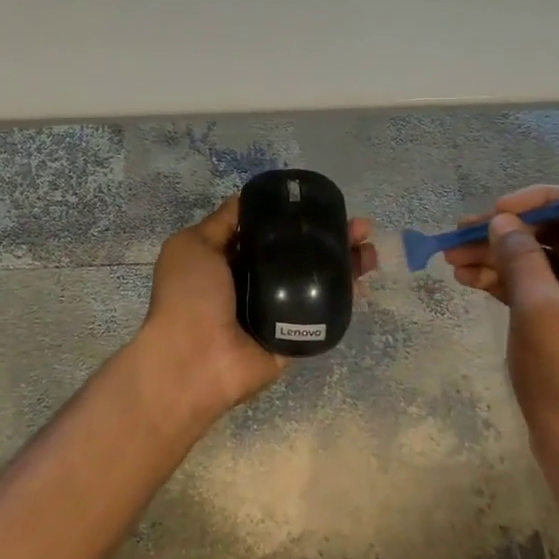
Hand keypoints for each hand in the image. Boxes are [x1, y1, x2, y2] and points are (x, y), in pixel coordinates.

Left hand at [139, 196, 377, 421]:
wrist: (194, 360)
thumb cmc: (189, 295)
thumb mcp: (193, 245)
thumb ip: (221, 223)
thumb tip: (246, 199)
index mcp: (227, 262)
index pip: (268, 234)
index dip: (294, 218)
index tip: (321, 205)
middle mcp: (253, 285)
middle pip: (299, 255)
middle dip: (329, 238)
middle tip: (359, 227)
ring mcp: (276, 312)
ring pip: (316, 282)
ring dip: (344, 263)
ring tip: (369, 249)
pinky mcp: (294, 338)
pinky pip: (322, 314)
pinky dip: (344, 295)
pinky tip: (362, 277)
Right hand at [445, 185, 558, 540]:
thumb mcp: (540, 311)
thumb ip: (520, 257)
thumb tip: (502, 221)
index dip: (537, 202)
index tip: (494, 212)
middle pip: (558, 234)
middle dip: (507, 232)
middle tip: (456, 236)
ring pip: (541, 262)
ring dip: (498, 257)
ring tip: (451, 261)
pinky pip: (537, 290)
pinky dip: (504, 282)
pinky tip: (468, 281)